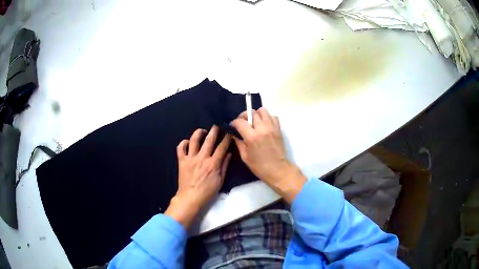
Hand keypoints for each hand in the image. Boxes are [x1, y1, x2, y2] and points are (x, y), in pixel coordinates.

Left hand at [165, 126, 231, 228]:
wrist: (190, 197)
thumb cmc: (207, 191)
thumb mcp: (220, 181)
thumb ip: (224, 166)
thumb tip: (229, 154)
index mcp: (213, 163)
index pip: (222, 147)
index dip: (227, 138)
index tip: (229, 132)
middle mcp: (202, 158)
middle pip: (209, 140)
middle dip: (214, 131)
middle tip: (216, 126)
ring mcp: (190, 158)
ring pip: (194, 141)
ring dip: (198, 133)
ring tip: (202, 131)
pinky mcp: (182, 161)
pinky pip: (180, 148)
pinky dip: (183, 143)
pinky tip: (187, 142)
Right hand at [231, 108, 305, 202]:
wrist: (278, 169)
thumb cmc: (259, 166)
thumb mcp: (245, 156)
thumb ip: (239, 142)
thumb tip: (234, 133)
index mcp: (252, 137)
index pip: (240, 122)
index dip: (234, 122)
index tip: (232, 126)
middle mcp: (262, 128)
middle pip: (251, 113)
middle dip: (244, 116)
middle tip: (243, 123)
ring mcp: (272, 127)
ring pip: (263, 110)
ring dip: (256, 114)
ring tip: (254, 122)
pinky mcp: (278, 129)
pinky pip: (272, 116)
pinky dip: (267, 118)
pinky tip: (264, 125)